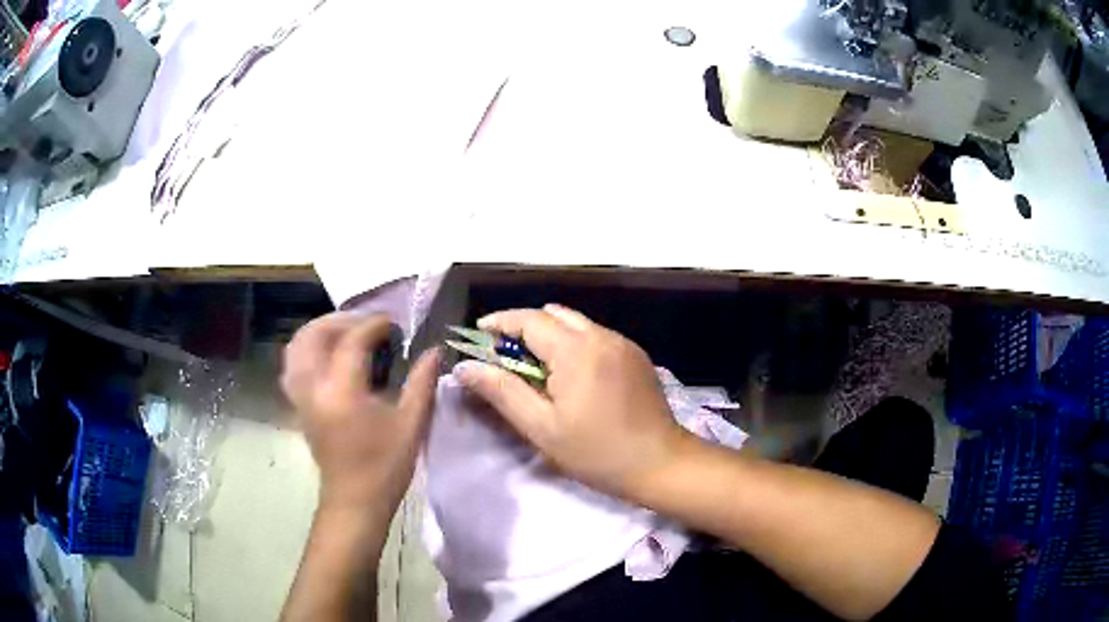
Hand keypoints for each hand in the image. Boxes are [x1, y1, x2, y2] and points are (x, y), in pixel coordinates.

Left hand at [282, 312, 439, 512]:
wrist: (354, 501)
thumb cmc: (385, 466)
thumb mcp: (411, 424)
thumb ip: (422, 383)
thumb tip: (434, 351)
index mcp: (342, 391)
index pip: (352, 341)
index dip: (374, 325)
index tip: (395, 325)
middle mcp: (314, 387)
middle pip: (314, 335)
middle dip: (341, 320)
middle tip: (368, 325)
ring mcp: (301, 397)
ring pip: (297, 347)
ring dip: (319, 331)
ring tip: (345, 333)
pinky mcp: (298, 406)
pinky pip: (293, 365)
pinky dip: (307, 350)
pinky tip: (327, 357)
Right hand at [453, 304, 693, 500]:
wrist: (661, 464)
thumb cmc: (597, 452)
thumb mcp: (542, 428)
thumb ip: (502, 392)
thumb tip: (466, 367)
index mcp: (576, 350)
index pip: (529, 319)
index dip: (499, 322)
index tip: (477, 336)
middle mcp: (601, 336)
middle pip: (553, 315)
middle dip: (523, 328)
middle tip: (505, 358)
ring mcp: (623, 343)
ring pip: (576, 323)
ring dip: (550, 336)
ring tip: (536, 369)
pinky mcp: (636, 355)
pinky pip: (596, 336)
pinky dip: (574, 345)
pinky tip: (571, 377)